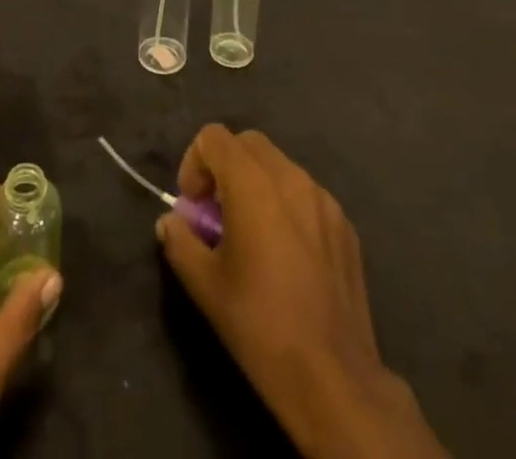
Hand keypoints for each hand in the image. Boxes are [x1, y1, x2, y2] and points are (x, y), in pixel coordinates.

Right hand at [156, 126, 446, 458]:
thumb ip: (179, 240)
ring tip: (252, 235)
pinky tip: (287, 255)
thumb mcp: (204, 285)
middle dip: (225, 167)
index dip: (195, 163)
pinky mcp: (345, 225)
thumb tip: (171, 221)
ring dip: (256, 184)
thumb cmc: (260, 325)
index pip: (214, 137)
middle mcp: (291, 177)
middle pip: (248, 144)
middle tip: (217, 214)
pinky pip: (306, 195)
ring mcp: (323, 199)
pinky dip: (286, 205)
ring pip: (279, 166)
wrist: (333, 378)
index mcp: (253, 183)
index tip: (194, 206)